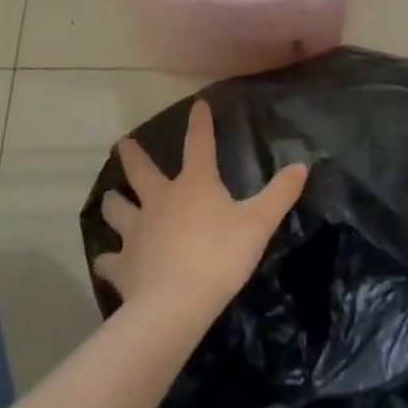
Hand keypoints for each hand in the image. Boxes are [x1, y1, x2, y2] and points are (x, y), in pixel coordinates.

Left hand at [94, 101, 307, 314]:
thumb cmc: (221, 256)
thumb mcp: (259, 223)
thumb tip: (302, 165)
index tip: (197, 104)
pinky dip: (108, 259)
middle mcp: (160, 200)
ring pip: (118, 210)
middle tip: (123, 143)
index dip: (200, 123)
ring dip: (113, 203)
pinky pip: (110, 259)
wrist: (176, 303)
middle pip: (141, 171)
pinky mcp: (122, 265)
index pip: (198, 144)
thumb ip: (280, 194)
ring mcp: (137, 232)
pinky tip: (105, 261)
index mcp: (194, 185)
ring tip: (110, 199)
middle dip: (133, 155)